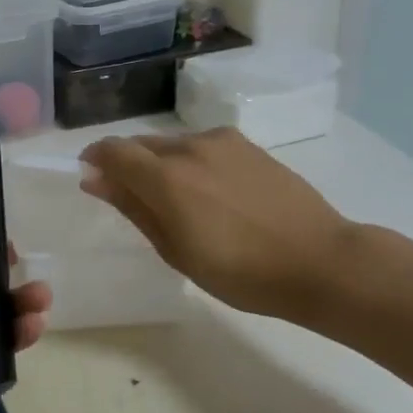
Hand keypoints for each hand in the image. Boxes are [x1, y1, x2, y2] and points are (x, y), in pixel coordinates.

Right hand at [79, 127, 356, 320]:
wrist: (319, 260)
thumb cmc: (241, 272)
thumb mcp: (176, 250)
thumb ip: (133, 207)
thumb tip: (95, 179)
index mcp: (166, 177)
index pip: (112, 150)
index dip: (94, 159)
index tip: (92, 178)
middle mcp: (189, 147)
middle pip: (140, 144)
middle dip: (127, 164)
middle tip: (136, 200)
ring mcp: (221, 141)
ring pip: (172, 143)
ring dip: (161, 163)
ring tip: (180, 201)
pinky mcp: (246, 143)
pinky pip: (201, 145)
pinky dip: (190, 161)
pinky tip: (211, 192)